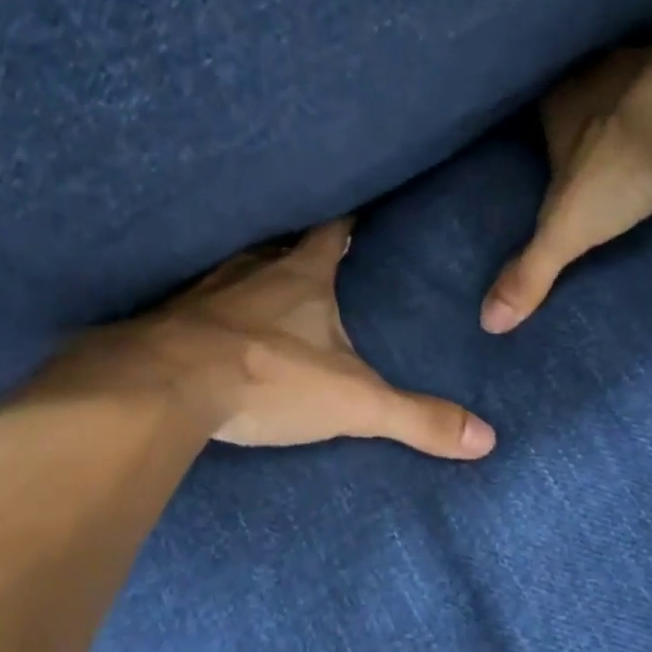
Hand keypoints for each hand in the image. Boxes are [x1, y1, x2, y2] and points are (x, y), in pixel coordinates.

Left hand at [47, 219, 496, 459]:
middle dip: (302, 251)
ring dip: (258, 277)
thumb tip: (486, 439)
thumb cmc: (268, 378)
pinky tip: (217, 328)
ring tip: (272, 291)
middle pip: (282, 248)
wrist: (165, 387)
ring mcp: (206, 292)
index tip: (359, 211)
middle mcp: (252, 270)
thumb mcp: (354, 403)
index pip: (332, 231)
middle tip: (321, 258)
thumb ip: (416, 418)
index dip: (348, 221)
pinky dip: (216, 310)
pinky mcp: (172, 322)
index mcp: (301, 275)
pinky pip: (201, 304)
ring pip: (239, 271)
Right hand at [481, 31, 651, 333]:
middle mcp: (600, 70)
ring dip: (639, 87)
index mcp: (560, 101)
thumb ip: (530, 272)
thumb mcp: (568, 230)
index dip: (548, 129)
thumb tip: (489, 322)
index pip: (541, 110)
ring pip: (636, 68)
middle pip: (586, 87)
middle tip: (601, 136)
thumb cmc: (621, 167)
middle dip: (591, 108)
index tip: (556, 149)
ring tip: (647, 114)